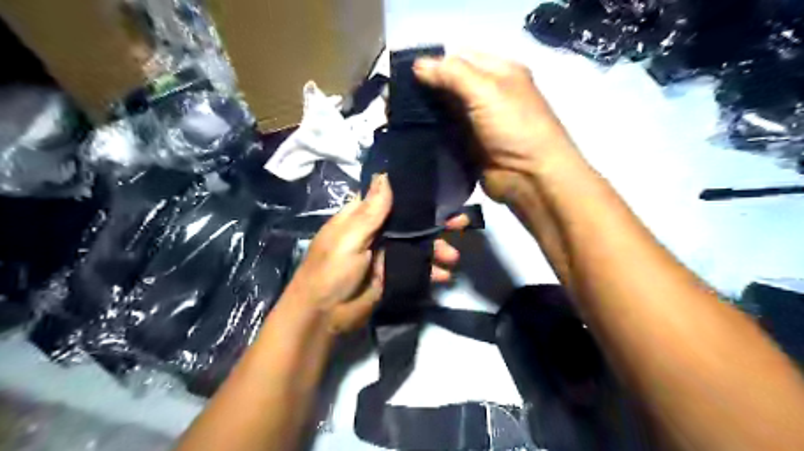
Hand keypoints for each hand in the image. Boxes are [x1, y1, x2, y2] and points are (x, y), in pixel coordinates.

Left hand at [283, 174, 468, 335]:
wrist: (324, 317)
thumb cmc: (331, 271)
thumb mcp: (349, 238)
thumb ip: (370, 211)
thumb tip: (384, 174)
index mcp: (362, 217)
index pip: (391, 196)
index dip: (413, 192)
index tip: (440, 188)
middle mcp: (377, 232)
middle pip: (411, 221)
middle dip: (436, 222)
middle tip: (461, 222)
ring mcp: (387, 254)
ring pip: (418, 245)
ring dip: (438, 249)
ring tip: (453, 257)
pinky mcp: (395, 275)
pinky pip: (418, 268)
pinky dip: (432, 271)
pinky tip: (444, 276)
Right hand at [414, 51, 577, 201]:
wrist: (529, 177)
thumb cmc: (513, 127)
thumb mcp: (486, 91)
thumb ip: (452, 74)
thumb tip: (418, 65)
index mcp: (499, 72)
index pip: (461, 57)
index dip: (435, 63)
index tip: (407, 74)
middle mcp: (489, 94)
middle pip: (451, 84)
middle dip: (427, 88)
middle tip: (399, 96)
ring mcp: (479, 122)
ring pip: (446, 110)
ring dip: (427, 112)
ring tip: (400, 115)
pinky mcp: (470, 146)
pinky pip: (446, 134)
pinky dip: (432, 132)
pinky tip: (412, 132)